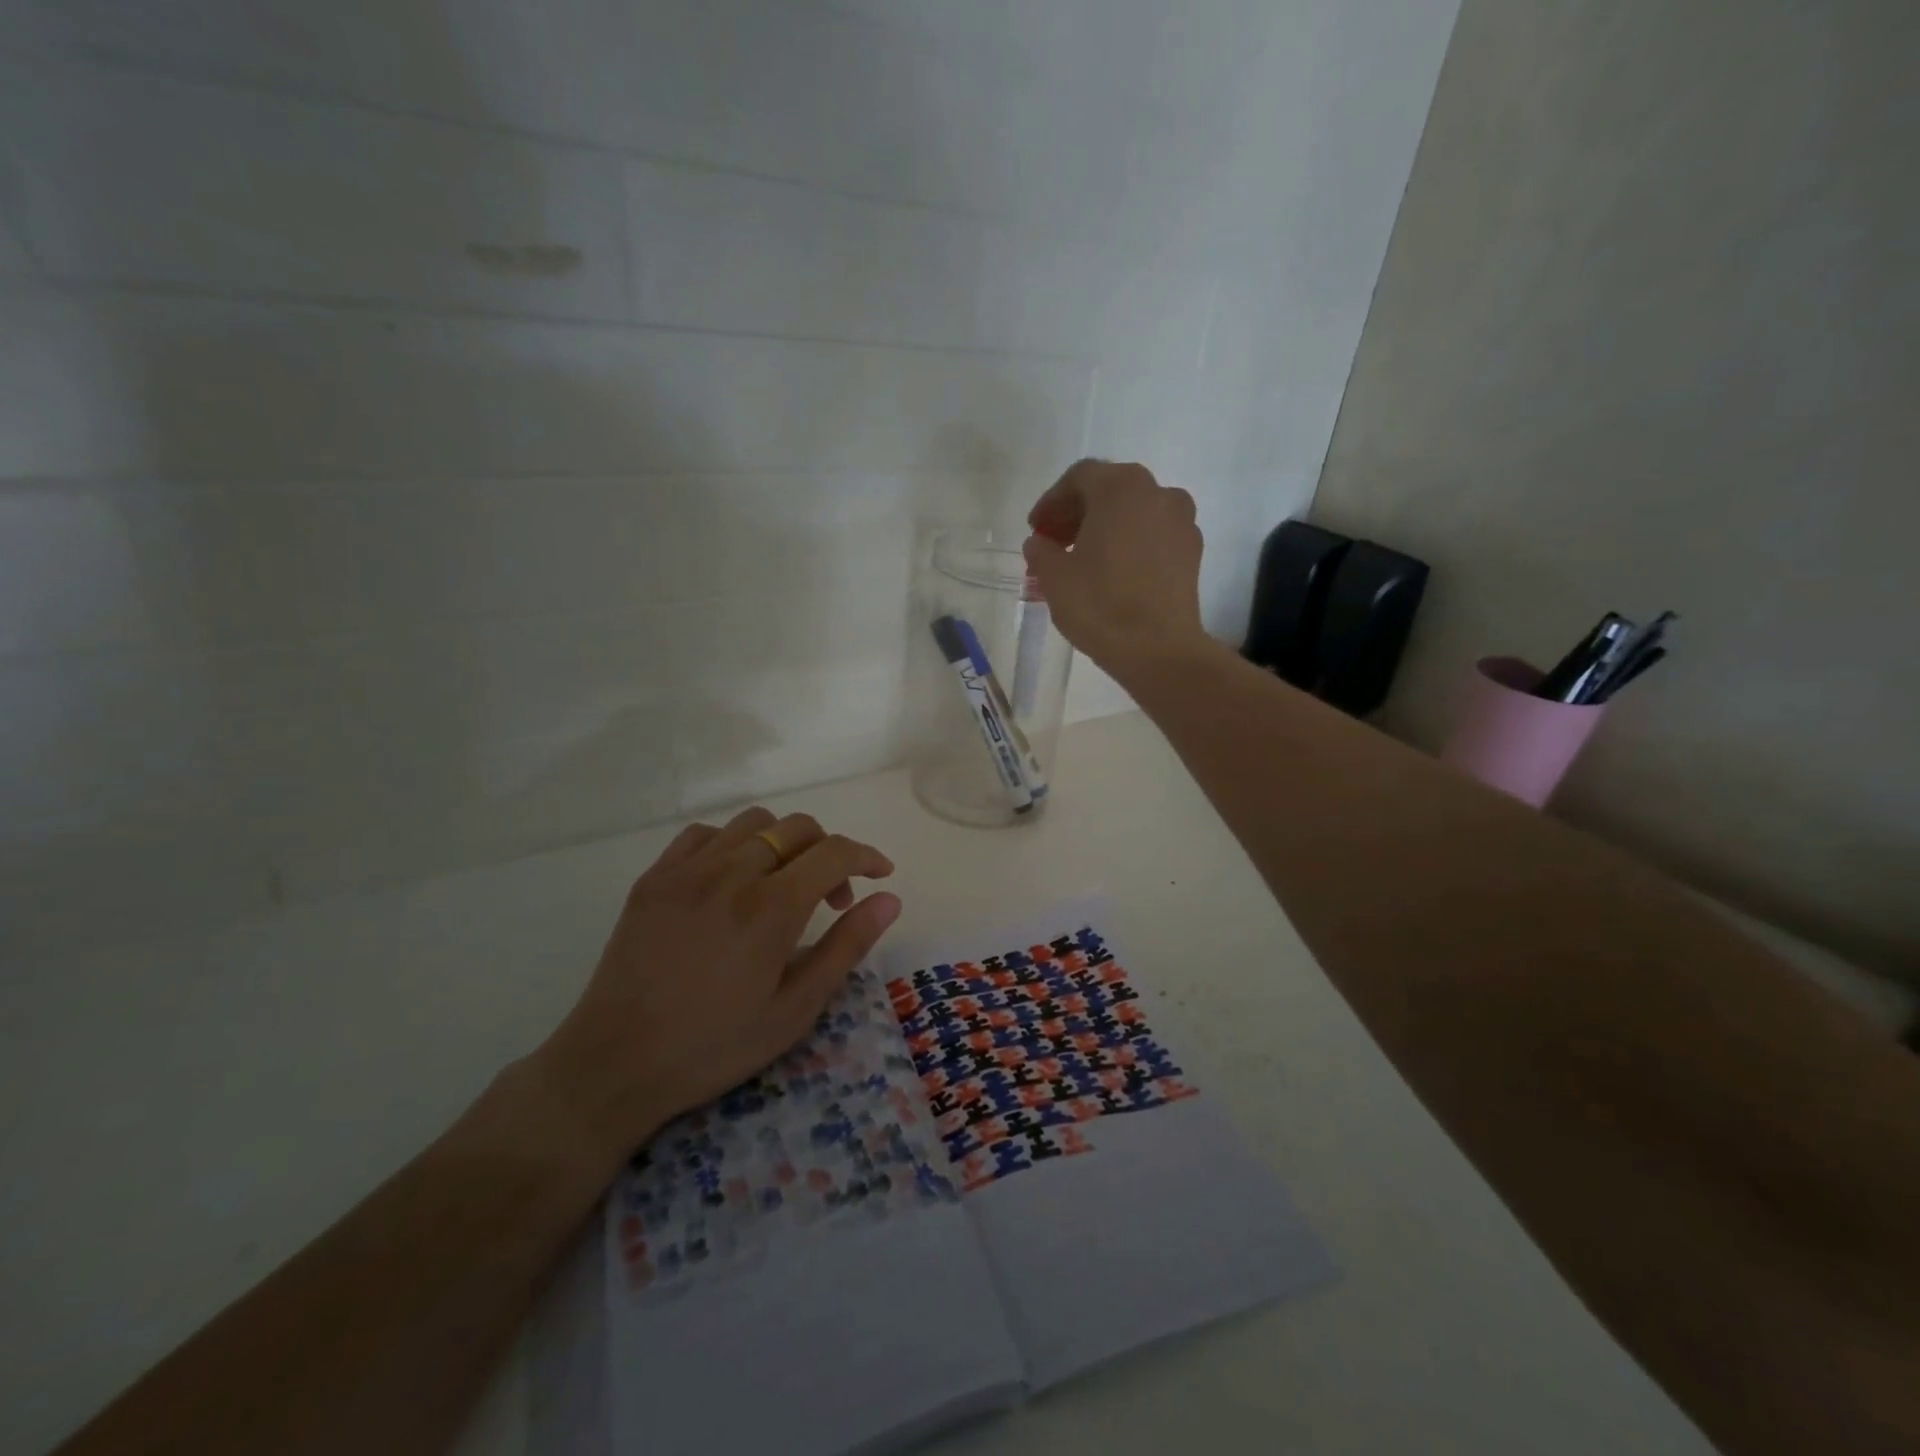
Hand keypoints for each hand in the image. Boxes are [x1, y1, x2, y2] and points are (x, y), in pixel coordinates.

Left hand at [529, 806, 900, 1159]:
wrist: (616, 1063)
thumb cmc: (715, 1045)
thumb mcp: (795, 1008)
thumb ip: (847, 946)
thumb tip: (889, 899)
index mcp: (771, 908)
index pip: (835, 852)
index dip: (866, 856)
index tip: (881, 873)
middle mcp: (732, 873)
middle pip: (798, 828)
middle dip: (829, 852)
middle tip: (831, 898)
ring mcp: (687, 870)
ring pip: (753, 823)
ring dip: (783, 842)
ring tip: (782, 884)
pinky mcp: (655, 877)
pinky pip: (704, 834)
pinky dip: (732, 844)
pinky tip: (731, 879)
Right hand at [1024, 459, 1210, 675]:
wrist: (1159, 650)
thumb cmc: (1100, 605)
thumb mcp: (1054, 577)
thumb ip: (1041, 550)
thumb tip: (1040, 543)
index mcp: (1121, 487)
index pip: (1079, 478)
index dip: (1051, 501)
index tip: (1036, 529)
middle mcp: (1157, 492)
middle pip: (1109, 491)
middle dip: (1077, 514)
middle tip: (1054, 543)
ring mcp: (1181, 521)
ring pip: (1134, 513)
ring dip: (1105, 528)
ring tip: (1082, 560)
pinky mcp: (1193, 551)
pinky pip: (1154, 535)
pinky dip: (1130, 544)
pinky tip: (1113, 573)